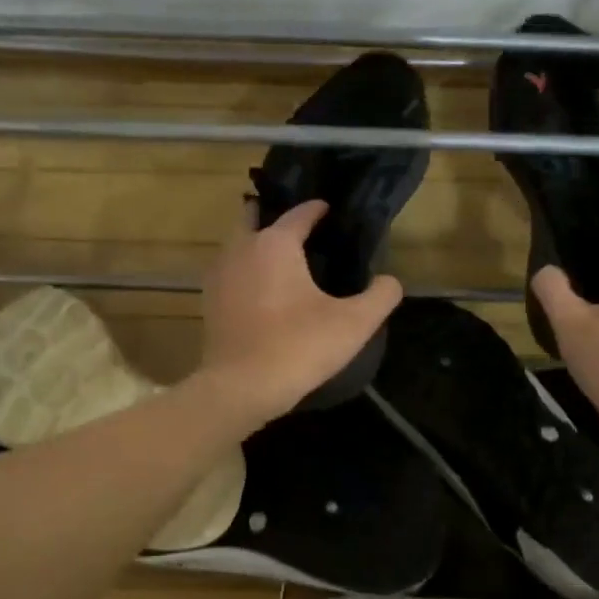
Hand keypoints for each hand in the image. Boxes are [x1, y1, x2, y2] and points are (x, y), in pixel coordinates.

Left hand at [199, 199, 403, 421]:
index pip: (299, 214)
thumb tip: (389, 281)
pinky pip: (229, 273)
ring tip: (282, 260)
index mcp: (275, 243)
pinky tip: (262, 292)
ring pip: (237, 246)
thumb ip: (380, 296)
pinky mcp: (209, 302)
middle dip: (274, 217)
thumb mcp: (354, 324)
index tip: (329, 210)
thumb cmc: (298, 347)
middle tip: (299, 231)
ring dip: (256, 244)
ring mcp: (219, 275)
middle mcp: (241, 249)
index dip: (317, 210)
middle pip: (254, 218)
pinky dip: (244, 272)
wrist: (241, 388)